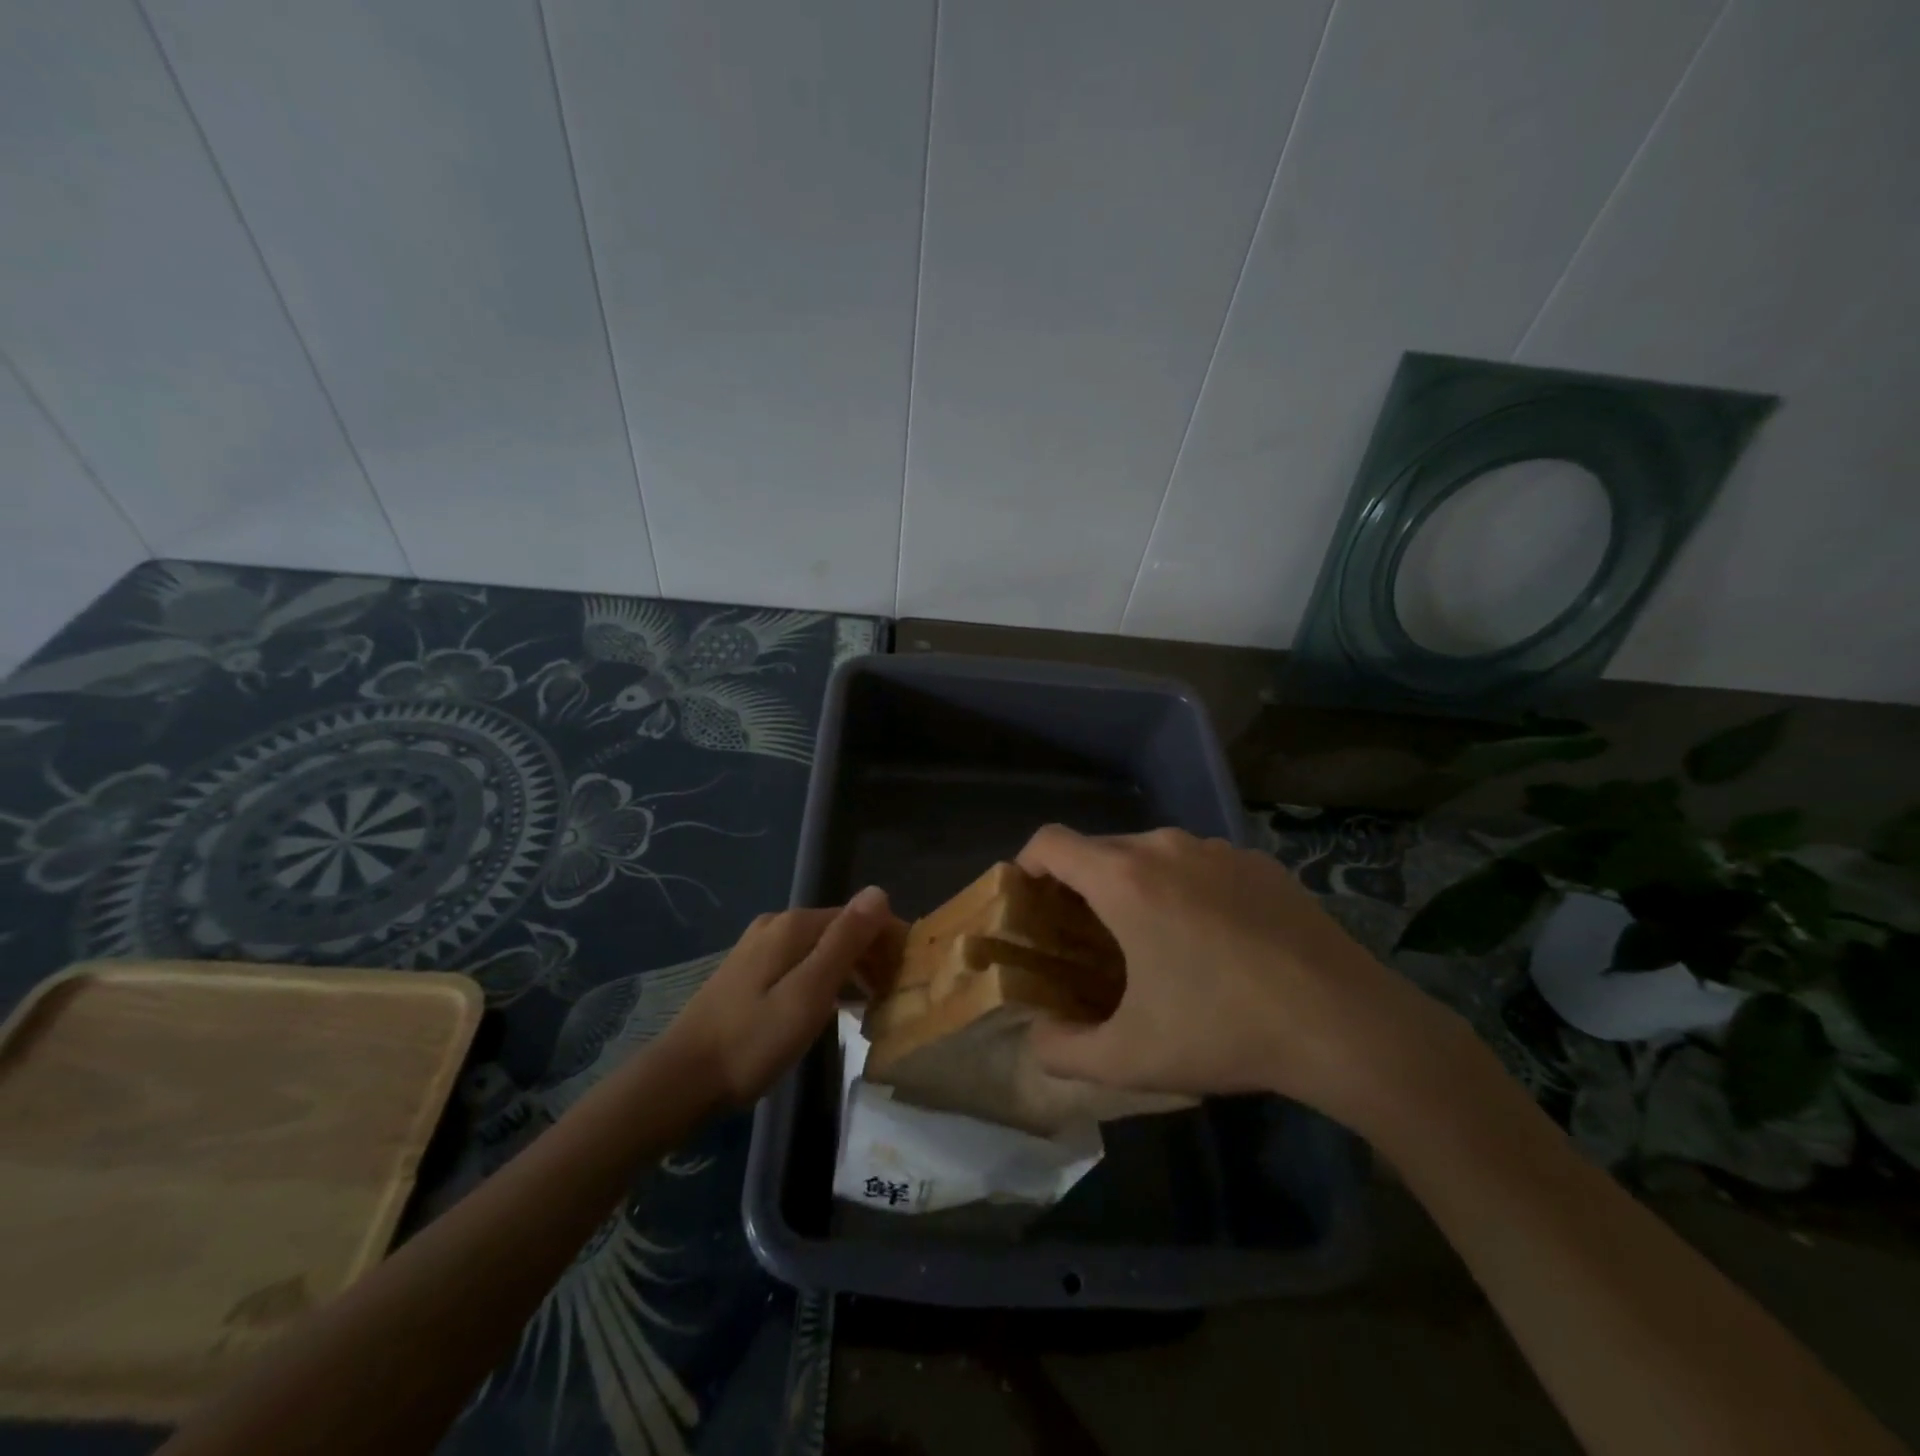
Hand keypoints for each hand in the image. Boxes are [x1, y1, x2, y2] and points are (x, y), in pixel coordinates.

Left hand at [661, 887, 899, 1106]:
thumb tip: (879, 891)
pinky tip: (833, 1007)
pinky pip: (802, 963)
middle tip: (894, 998)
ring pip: (821, 948)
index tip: (909, 977)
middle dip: (872, 956)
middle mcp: (776, 925)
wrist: (680, 1080)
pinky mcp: (748, 972)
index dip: (889, 942)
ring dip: (851, 970)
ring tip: (873, 1006)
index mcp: (794, 925)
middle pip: (840, 930)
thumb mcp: (808, 993)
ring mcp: (758, 947)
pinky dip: (826, 979)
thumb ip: (845, 942)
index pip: (860, 917)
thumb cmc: (752, 1041)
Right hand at [1016, 826, 1474, 1133]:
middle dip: (1080, 884)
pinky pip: (1200, 863)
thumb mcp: (1131, 1058)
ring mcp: (1219, 849)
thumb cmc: (1225, 1030)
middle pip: (1100, 848)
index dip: (1026, 864)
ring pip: (1152, 853)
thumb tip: (1037, 1039)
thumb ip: (1063, 1050)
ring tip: (1151, 940)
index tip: (1029, 901)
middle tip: (1086, 936)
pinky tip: (1214, 940)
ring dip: (1135, 885)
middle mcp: (1167, 847)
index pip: (1050, 841)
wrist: (1347, 1024)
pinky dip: (1185, 887)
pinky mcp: (1260, 862)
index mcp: (1125, 879)